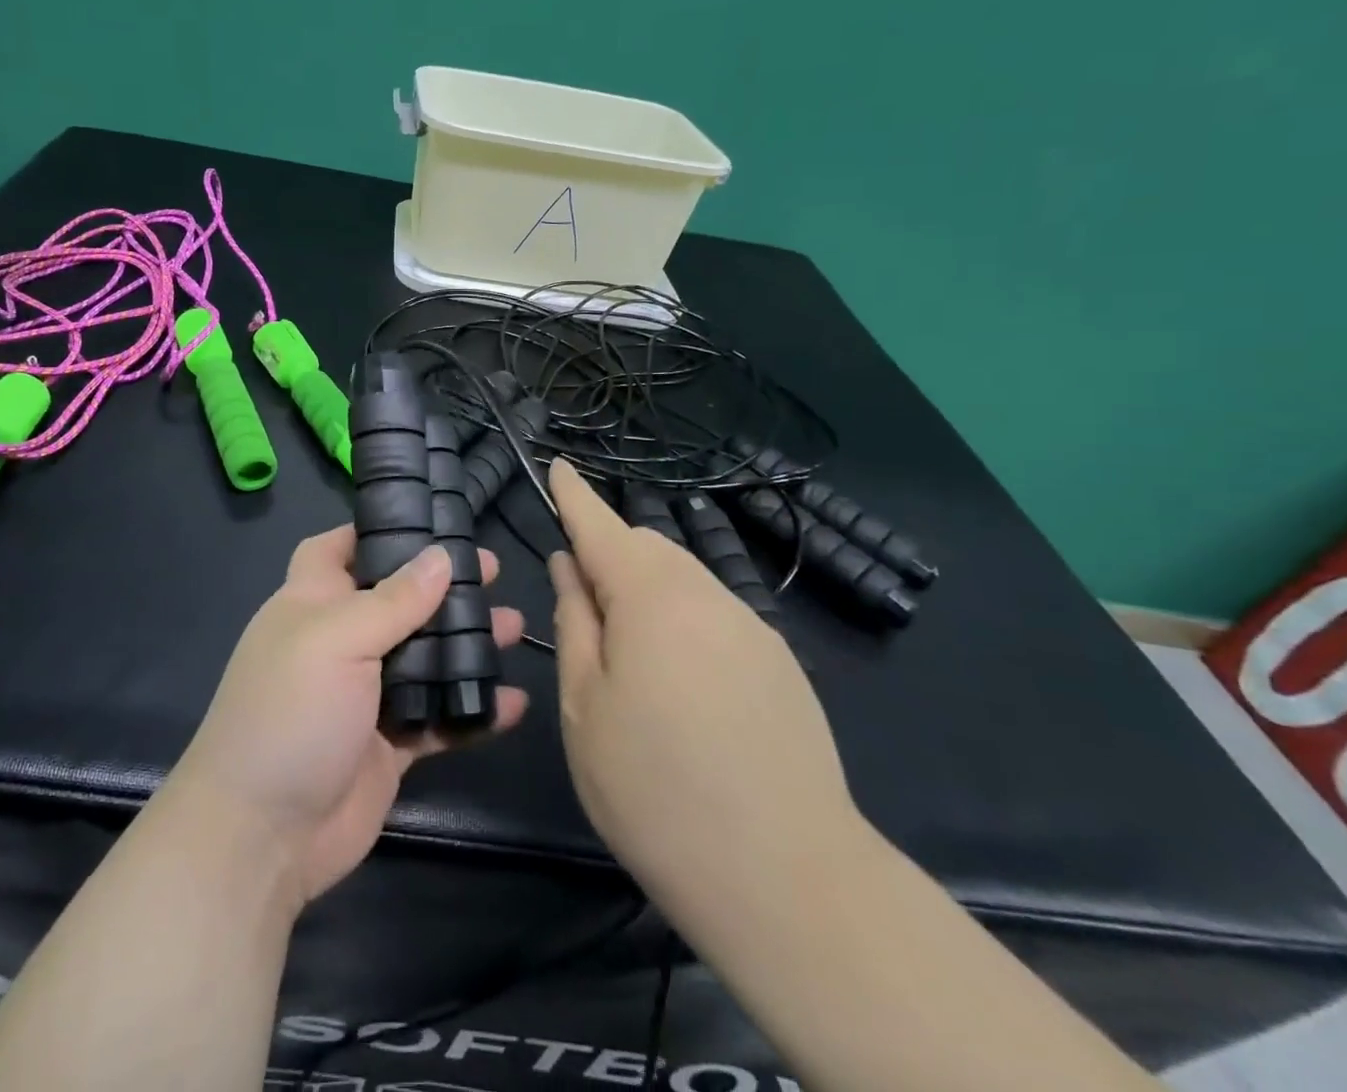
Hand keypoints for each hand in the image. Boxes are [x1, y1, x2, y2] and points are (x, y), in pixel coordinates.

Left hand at [166, 528, 528, 906]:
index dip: (374, 530)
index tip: (427, 520)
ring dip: (468, 644)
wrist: (262, 837)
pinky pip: (438, 718)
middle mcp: (340, 642)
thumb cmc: (290, 713)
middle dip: (442, 586)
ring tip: (516, 626)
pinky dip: (473, 710)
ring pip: (425, 657)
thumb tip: (439, 557)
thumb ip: (394, 600)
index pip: (338, 550)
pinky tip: (514, 703)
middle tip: (493, 572)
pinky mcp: (390, 746)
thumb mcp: (338, 640)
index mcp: (313, 604)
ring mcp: (366, 696)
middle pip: (397, 601)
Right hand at [548, 459, 856, 907]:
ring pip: (684, 579)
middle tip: (581, 606)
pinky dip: (683, 619)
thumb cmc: (655, 788)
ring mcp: (751, 628)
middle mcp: (707, 595)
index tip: (559, 466)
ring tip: (629, 654)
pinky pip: (715, 614)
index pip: (601, 526)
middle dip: (608, 554)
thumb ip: (574, 622)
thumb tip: (570, 567)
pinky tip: (682, 685)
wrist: (788, 879)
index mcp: (650, 597)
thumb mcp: (585, 706)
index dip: (575, 496)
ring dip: (646, 589)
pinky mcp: (780, 664)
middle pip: (648, 547)